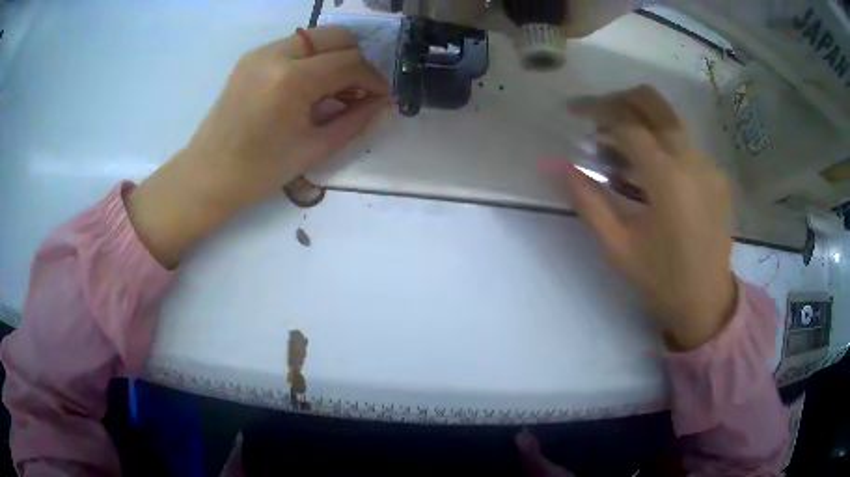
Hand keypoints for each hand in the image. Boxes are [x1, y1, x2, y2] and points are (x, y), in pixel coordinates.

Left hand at [127, 26, 390, 267]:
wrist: (207, 175)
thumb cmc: (259, 172)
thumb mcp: (315, 149)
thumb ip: (356, 120)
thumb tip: (383, 102)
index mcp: (291, 80)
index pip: (350, 62)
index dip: (373, 79)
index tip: (381, 98)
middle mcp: (276, 54)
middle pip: (337, 37)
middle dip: (356, 61)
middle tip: (358, 92)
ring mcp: (260, 52)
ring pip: (316, 37)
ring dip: (334, 58)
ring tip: (333, 92)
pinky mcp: (251, 57)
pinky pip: (295, 46)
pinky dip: (312, 60)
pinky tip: (309, 88)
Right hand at [564, 86, 735, 350]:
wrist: (707, 303)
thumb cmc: (661, 280)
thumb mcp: (617, 245)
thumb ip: (586, 199)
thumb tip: (552, 165)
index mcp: (668, 178)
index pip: (627, 124)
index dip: (596, 111)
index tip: (573, 112)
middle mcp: (693, 160)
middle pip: (654, 103)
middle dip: (620, 100)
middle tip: (597, 117)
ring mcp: (709, 165)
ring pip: (670, 121)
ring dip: (640, 124)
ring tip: (617, 152)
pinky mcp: (717, 176)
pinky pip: (684, 145)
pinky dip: (660, 145)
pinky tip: (648, 174)